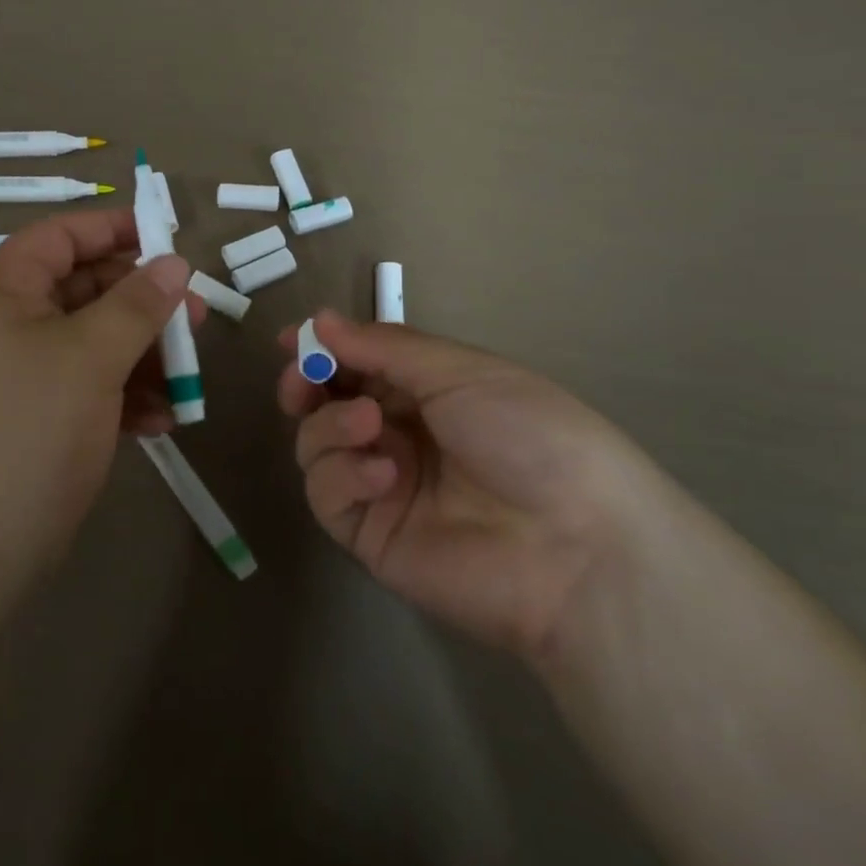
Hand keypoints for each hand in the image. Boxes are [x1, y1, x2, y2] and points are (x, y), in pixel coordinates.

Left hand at [0, 209, 201, 577]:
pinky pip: (85, 387)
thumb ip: (137, 304)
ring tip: (185, 378)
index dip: (112, 229)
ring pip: (91, 342)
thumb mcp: (90, 357)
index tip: (166, 238)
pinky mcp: (34, 419)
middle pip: (82, 290)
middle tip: (194, 317)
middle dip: (141, 303)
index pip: (58, 236)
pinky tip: (160, 420)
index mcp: (0, 292)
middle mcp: (4, 325)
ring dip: (141, 355)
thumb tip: (175, 263)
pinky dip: (123, 397)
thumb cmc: (27, 431)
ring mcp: (19, 375)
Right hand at [277, 310, 663, 662]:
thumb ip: (383, 347)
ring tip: (371, 426)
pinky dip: (343, 475)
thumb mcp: (460, 372)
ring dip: (331, 425)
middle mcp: (398, 434)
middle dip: (307, 384)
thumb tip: (321, 320)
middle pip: (326, 404)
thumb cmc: (528, 434)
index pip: (358, 364)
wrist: (575, 545)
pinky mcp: (369, 534)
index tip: (290, 338)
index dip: (323, 349)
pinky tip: (383, 475)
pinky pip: (327, 495)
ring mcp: (381, 485)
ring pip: (317, 444)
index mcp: (425, 392)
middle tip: (302, 381)